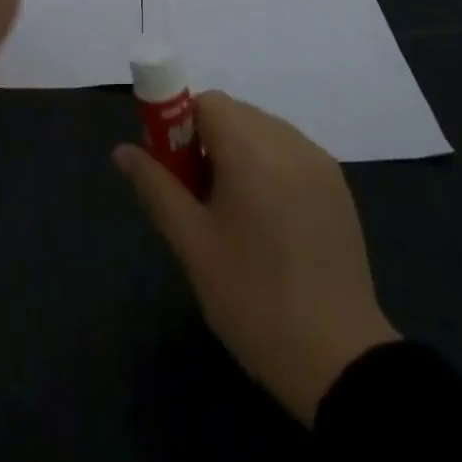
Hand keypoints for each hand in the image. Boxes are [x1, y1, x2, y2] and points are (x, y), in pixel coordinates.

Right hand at [114, 92, 399, 425]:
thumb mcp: (193, 246)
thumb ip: (156, 187)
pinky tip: (270, 223)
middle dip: (207, 143)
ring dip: (239, 154)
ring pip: (262, 132)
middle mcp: (287, 140)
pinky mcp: (337, 184)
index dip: (181, 127)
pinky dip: (269, 168)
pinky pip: (289, 153)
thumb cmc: (253, 300)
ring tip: (235, 217)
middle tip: (198, 201)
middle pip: (234, 114)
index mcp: (251, 148)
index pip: (206, 103)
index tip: (174, 171)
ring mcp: (318, 160)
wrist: (339, 359)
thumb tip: (122, 150)